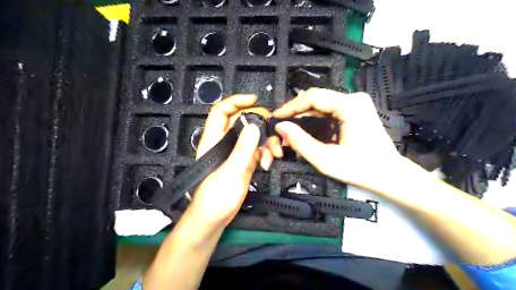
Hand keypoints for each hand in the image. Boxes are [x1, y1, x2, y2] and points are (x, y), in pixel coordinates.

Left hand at [186, 94, 273, 228]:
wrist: (214, 219)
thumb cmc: (216, 197)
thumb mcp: (230, 172)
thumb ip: (242, 149)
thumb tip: (254, 126)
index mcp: (214, 140)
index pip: (221, 112)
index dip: (236, 102)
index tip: (254, 100)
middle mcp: (225, 142)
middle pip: (243, 122)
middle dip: (260, 125)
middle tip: (274, 132)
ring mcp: (236, 152)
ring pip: (253, 136)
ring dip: (266, 142)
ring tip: (274, 155)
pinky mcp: (244, 162)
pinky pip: (258, 150)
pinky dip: (265, 154)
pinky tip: (268, 163)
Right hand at [271, 89, 401, 192]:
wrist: (389, 176)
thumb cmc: (360, 169)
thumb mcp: (326, 159)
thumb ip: (300, 142)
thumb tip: (280, 127)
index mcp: (350, 105)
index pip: (313, 97)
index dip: (290, 106)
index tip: (276, 117)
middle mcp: (354, 99)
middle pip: (316, 99)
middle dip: (296, 112)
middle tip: (281, 126)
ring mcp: (356, 104)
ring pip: (321, 105)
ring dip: (304, 116)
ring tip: (290, 130)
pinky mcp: (356, 111)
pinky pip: (329, 111)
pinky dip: (314, 120)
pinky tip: (305, 130)